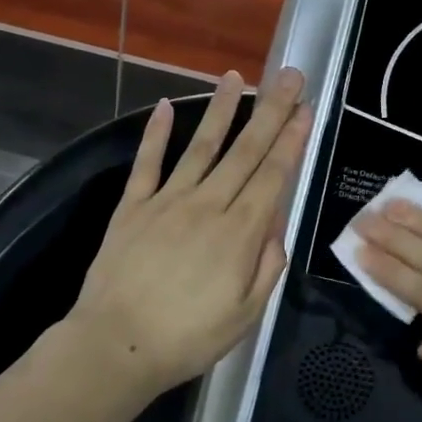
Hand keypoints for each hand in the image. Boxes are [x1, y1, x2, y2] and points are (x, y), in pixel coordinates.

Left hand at [67, 69, 309, 396]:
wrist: (116, 345)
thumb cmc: (188, 337)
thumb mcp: (247, 314)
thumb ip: (267, 265)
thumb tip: (275, 224)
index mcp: (239, 232)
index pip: (273, 175)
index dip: (291, 139)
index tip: (305, 109)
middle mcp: (208, 204)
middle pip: (245, 150)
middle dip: (271, 110)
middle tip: (289, 76)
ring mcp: (168, 200)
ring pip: (201, 146)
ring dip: (222, 109)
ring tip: (236, 77)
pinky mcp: (133, 205)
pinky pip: (147, 162)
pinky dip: (157, 133)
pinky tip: (167, 106)